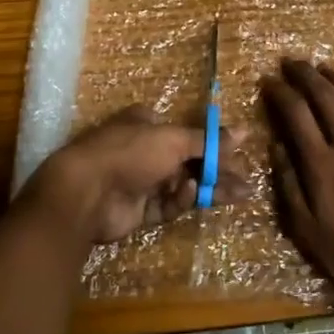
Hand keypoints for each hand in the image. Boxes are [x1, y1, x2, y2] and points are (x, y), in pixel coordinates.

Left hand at [26, 105, 243, 245]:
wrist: (86, 192)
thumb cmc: (130, 153)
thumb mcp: (173, 140)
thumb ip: (209, 141)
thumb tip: (244, 131)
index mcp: (148, 123)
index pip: (188, 133)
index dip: (214, 144)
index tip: (240, 154)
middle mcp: (145, 150)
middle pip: (190, 161)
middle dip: (219, 171)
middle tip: (247, 181)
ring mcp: (141, 181)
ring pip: (183, 184)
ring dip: (210, 188)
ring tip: (241, 194)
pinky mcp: (139, 210)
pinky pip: (168, 204)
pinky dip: (181, 200)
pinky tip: (191, 195)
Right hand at [260, 60, 333, 300]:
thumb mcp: (303, 227)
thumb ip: (288, 184)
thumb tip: (276, 146)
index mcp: (320, 162)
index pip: (295, 113)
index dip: (279, 92)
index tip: (268, 81)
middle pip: (324, 96)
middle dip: (305, 74)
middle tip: (291, 62)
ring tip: (323, 69)